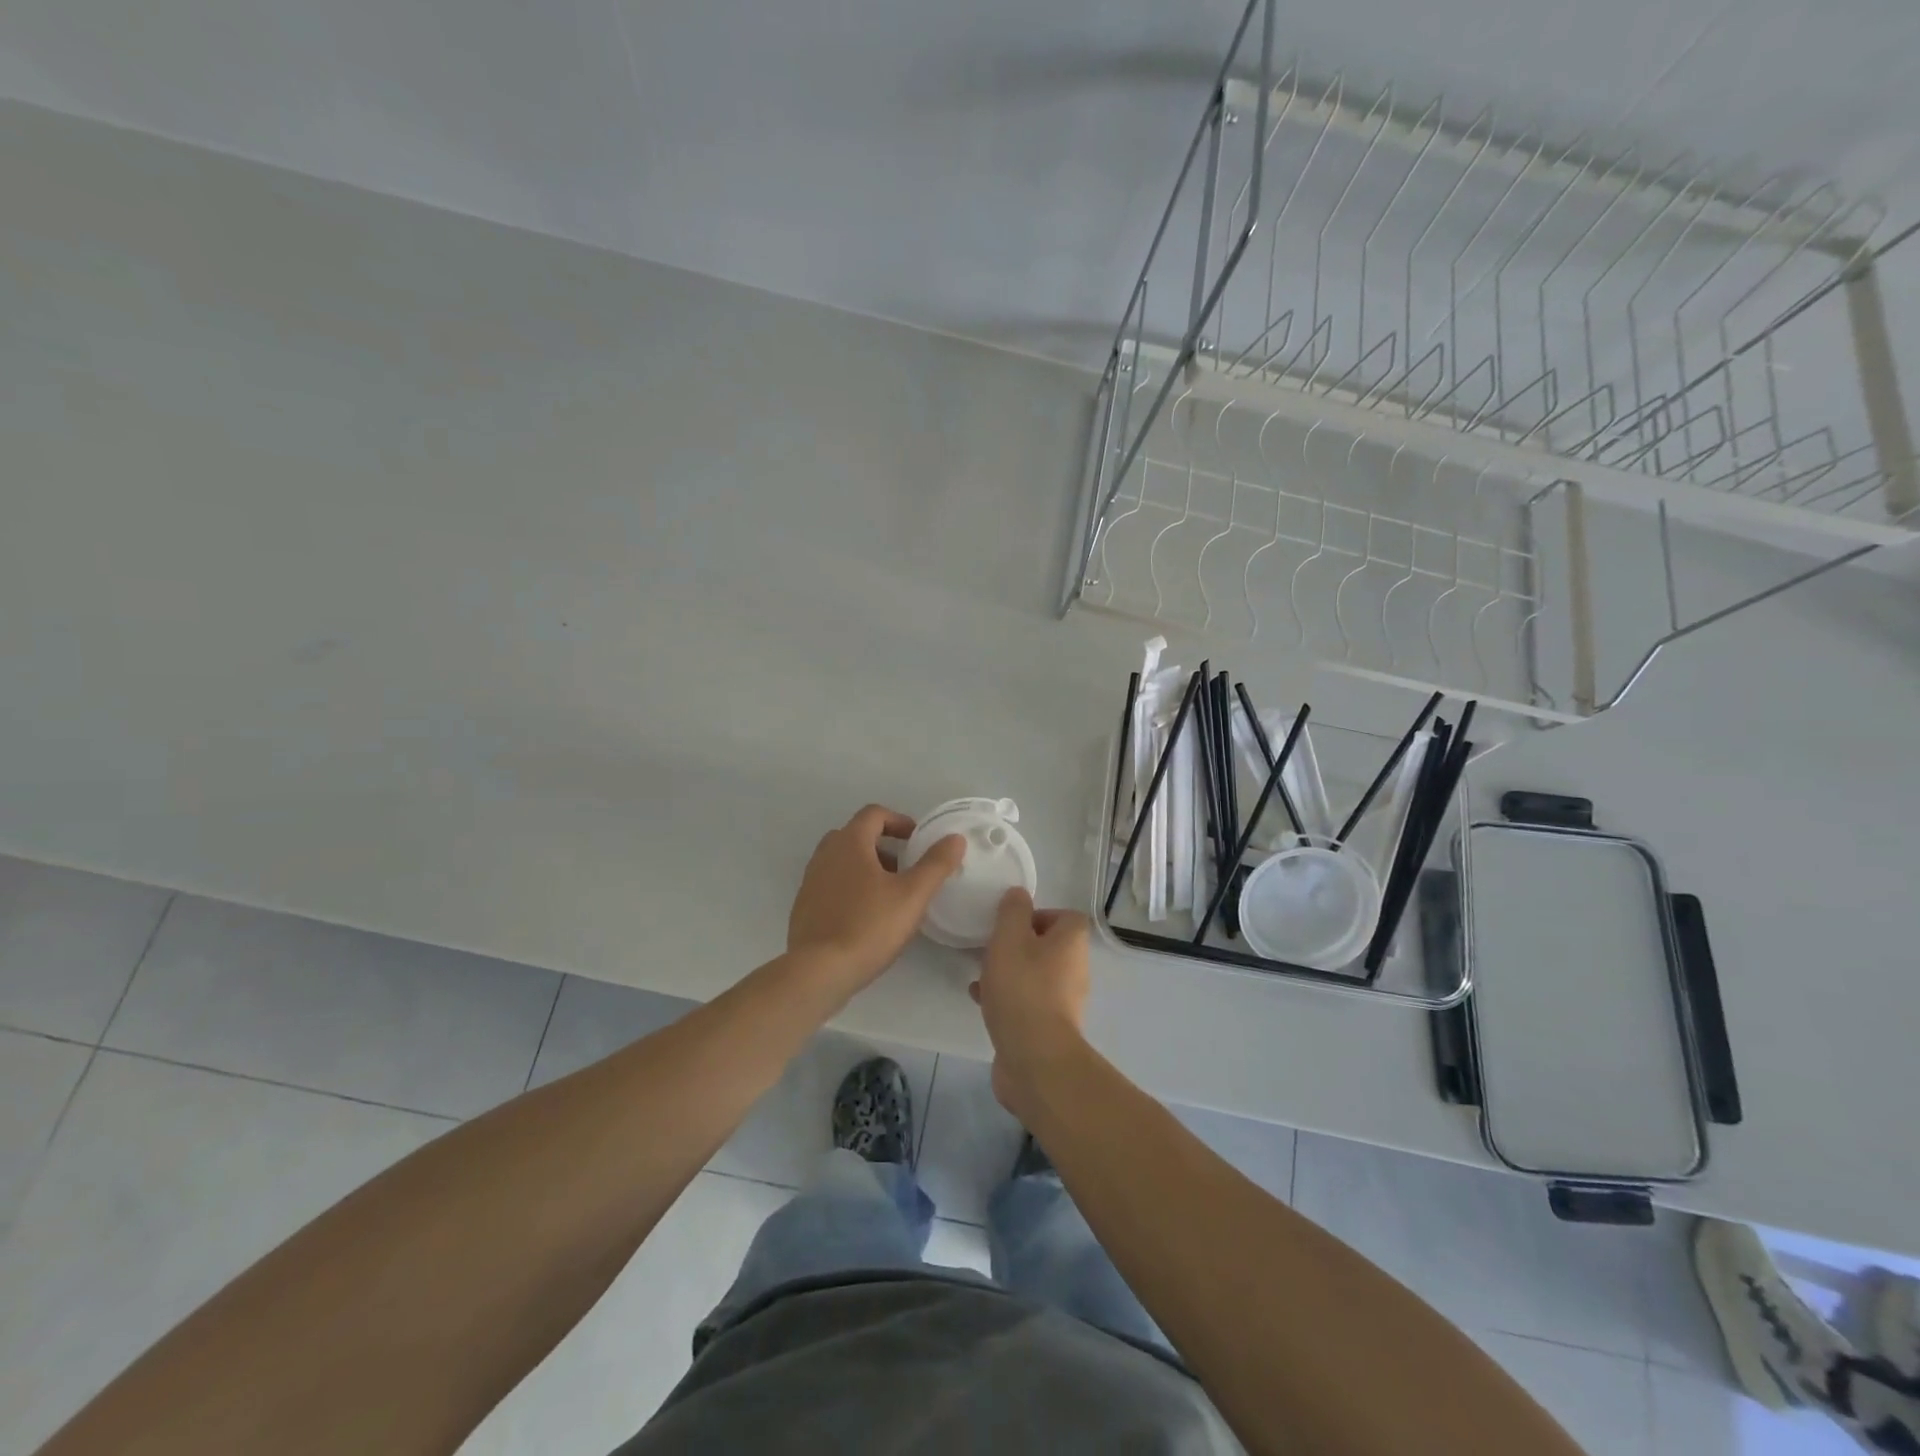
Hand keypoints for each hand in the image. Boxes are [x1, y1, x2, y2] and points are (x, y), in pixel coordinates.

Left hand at [788, 805, 963, 992]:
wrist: (818, 972)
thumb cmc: (868, 926)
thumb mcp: (912, 895)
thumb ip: (936, 864)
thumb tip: (955, 838)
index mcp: (849, 843)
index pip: (874, 814)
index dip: (899, 821)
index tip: (917, 840)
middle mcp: (825, 854)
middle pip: (856, 835)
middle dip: (883, 845)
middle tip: (905, 867)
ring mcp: (811, 881)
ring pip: (842, 861)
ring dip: (866, 867)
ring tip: (889, 894)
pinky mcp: (804, 907)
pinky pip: (831, 884)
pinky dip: (850, 887)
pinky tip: (866, 916)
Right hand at [971, 888, 1090, 1116]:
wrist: (1034, 1057)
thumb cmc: (1022, 988)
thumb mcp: (1009, 938)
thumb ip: (1012, 911)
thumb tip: (1019, 894)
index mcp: (1071, 942)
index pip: (1065, 916)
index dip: (1038, 914)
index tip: (1010, 923)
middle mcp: (1075, 969)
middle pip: (1048, 946)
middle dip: (1017, 944)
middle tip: (991, 947)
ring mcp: (1064, 1001)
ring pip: (1034, 974)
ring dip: (1009, 971)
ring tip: (980, 973)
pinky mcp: (1049, 1027)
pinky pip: (1027, 1001)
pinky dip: (1006, 997)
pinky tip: (980, 999)